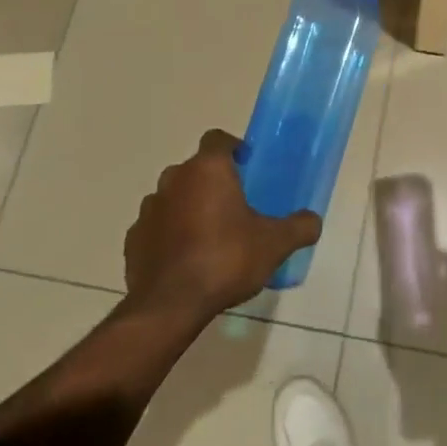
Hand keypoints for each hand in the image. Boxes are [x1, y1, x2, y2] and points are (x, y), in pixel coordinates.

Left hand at [124, 130, 321, 319]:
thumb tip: (313, 220)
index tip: (247, 166)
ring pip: (174, 196)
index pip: (218, 139)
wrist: (170, 306)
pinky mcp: (133, 238)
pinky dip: (169, 235)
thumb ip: (298, 227)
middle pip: (196, 169)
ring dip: (189, 207)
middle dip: (213, 182)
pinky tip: (185, 259)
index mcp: (208, 170)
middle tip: (235, 206)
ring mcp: (149, 208)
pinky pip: (156, 227)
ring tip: (209, 235)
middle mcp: (174, 179)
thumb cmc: (226, 260)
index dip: (233, 148)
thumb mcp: (274, 245)